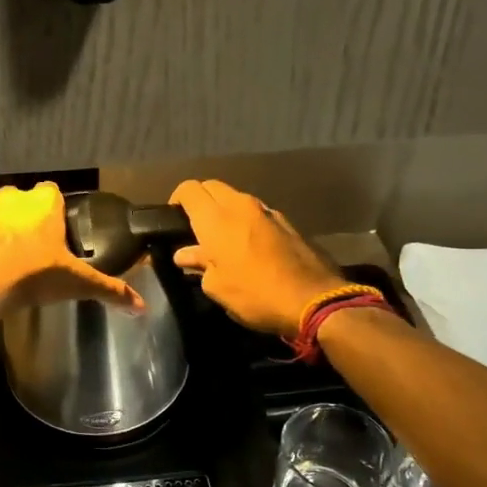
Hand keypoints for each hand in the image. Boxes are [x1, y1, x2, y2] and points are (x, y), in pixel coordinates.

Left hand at [0, 183, 143, 317]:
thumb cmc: (33, 275)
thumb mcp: (77, 283)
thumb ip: (109, 289)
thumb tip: (142, 307)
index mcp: (42, 203)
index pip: (52, 193)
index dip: (54, 212)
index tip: (56, 234)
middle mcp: (10, 198)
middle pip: (20, 202)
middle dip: (24, 220)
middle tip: (31, 250)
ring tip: (2, 261)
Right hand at [169, 180, 347, 336]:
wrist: (314, 300)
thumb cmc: (255, 295)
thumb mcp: (217, 287)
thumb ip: (199, 264)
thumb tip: (186, 254)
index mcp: (216, 218)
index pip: (189, 190)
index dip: (176, 201)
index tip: (173, 221)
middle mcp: (240, 205)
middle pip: (212, 187)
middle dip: (200, 202)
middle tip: (195, 229)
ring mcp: (267, 211)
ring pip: (236, 198)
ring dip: (225, 211)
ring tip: (222, 239)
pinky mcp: (287, 222)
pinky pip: (257, 212)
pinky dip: (246, 222)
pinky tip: (249, 247)